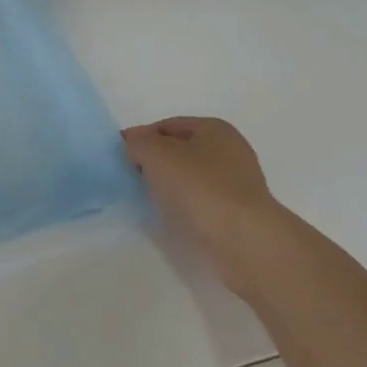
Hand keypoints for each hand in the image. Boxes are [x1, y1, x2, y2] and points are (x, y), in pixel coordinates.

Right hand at [122, 116, 288, 293]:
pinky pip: (202, 202)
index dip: (142, 137)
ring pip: (191, 177)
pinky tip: (174, 217)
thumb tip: (134, 143)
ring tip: (150, 199)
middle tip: (133, 177)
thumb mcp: (157, 155)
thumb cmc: (200, 188)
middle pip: (181, 150)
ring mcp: (237, 183)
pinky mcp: (238, 212)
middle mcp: (230, 150)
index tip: (122, 155)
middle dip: (156, 161)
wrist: (244, 240)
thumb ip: (139, 143)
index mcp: (215, 128)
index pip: (167, 125)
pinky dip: (185, 206)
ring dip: (170, 185)